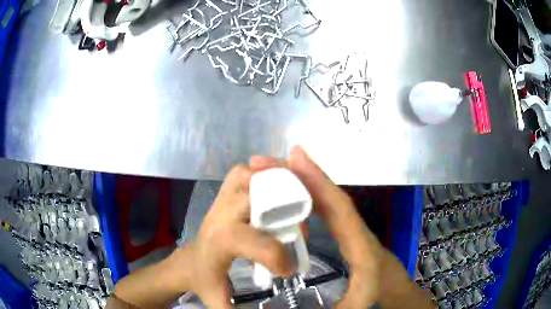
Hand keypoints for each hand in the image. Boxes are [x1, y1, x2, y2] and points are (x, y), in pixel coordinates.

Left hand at [174, 165, 294, 307]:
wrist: (189, 261)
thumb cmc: (206, 280)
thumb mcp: (219, 300)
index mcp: (222, 241)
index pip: (261, 243)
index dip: (282, 257)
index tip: (288, 271)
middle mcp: (222, 214)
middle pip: (260, 197)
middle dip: (287, 210)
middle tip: (299, 228)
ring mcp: (221, 199)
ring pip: (251, 176)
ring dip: (276, 184)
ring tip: (293, 202)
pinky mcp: (223, 192)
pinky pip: (243, 172)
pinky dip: (262, 173)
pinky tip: (274, 188)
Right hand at [250, 146, 432, 308]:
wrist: (390, 283)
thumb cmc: (375, 289)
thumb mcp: (358, 303)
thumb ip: (340, 307)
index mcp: (358, 242)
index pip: (339, 207)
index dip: (319, 181)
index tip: (297, 157)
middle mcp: (353, 227)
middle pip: (329, 195)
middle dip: (301, 174)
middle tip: (267, 161)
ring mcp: (347, 225)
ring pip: (325, 198)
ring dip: (301, 181)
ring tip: (272, 170)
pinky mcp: (342, 228)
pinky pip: (324, 207)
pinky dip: (307, 194)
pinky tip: (288, 191)